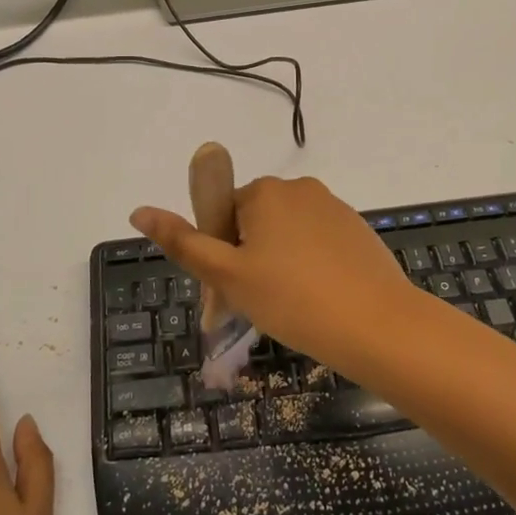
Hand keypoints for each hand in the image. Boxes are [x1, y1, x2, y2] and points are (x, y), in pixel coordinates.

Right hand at [131, 176, 420, 374]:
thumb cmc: (292, 299)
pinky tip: (317, 300)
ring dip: (278, 264)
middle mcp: (299, 188)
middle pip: (255, 223)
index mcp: (265, 192)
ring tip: (288, 308)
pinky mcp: (358, 230)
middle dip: (248, 260)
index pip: (223, 216)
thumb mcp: (228, 275)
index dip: (221, 255)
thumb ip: (183, 242)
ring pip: (287, 235)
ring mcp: (334, 208)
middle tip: (254, 306)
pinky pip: (318, 243)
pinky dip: (309, 266)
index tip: (228, 294)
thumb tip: (138, 210)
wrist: (378, 325)